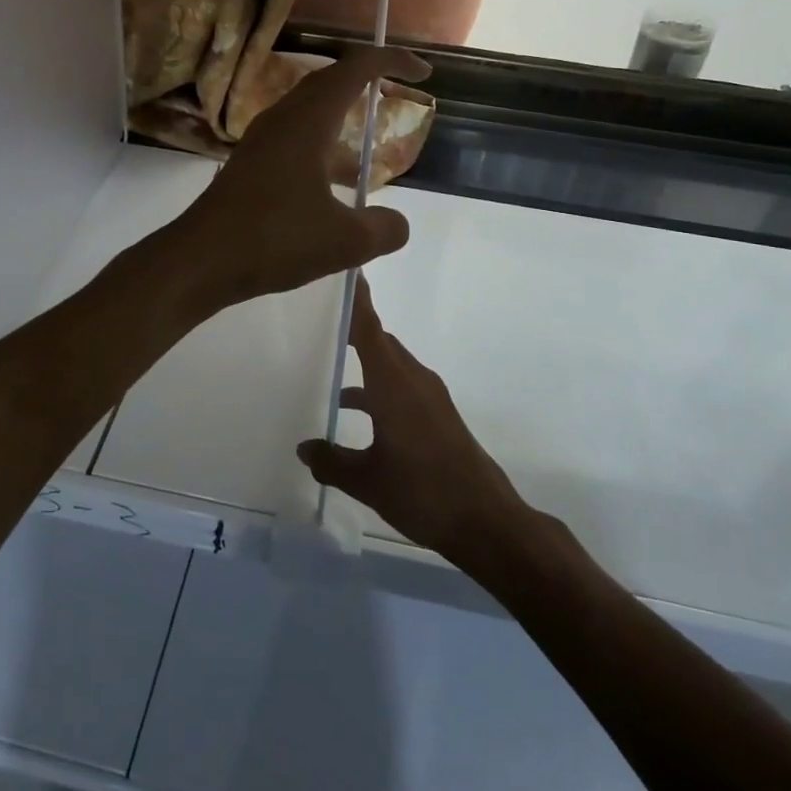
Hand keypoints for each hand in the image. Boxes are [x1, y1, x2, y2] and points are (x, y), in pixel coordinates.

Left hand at [172, 46, 429, 308]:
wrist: (200, 260)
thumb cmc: (274, 239)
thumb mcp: (345, 242)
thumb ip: (383, 229)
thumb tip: (397, 224)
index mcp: (308, 121)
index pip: (355, 69)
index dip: (391, 62)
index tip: (423, 73)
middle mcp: (283, 119)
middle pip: (329, 82)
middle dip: (366, 81)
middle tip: (397, 95)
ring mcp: (262, 141)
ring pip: (309, 111)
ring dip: (342, 116)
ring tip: (369, 144)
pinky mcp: (250, 165)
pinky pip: (294, 138)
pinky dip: (322, 145)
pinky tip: (333, 184)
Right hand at [296, 281, 528, 566]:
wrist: (486, 520)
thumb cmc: (423, 492)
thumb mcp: (368, 481)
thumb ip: (331, 461)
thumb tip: (303, 448)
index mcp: (393, 384)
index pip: (369, 330)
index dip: (356, 301)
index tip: (344, 270)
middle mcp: (413, 380)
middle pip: (380, 341)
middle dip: (353, 328)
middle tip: (318, 319)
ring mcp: (429, 396)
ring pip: (390, 365)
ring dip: (364, 361)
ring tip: (326, 364)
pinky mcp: (437, 414)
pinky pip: (400, 384)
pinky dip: (377, 386)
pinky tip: (354, 412)